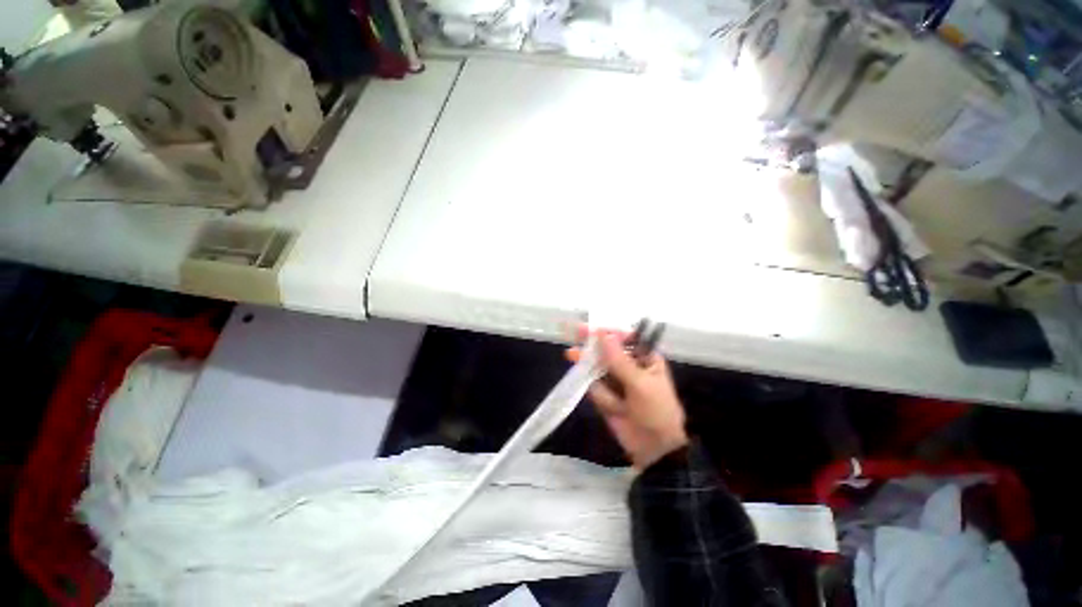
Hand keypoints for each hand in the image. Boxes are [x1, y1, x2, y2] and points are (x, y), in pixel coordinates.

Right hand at [568, 330, 687, 469]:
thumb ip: (619, 361)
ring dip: (588, 363)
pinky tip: (596, 391)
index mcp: (645, 358)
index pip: (624, 339)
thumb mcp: (640, 384)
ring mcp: (616, 381)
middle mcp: (629, 366)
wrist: (654, 450)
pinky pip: (593, 386)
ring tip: (575, 358)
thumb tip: (604, 335)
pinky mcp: (605, 395)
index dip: (607, 333)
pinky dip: (593, 388)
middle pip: (606, 350)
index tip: (591, 330)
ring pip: (597, 367)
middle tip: (575, 335)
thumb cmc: (656, 411)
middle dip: (592, 346)